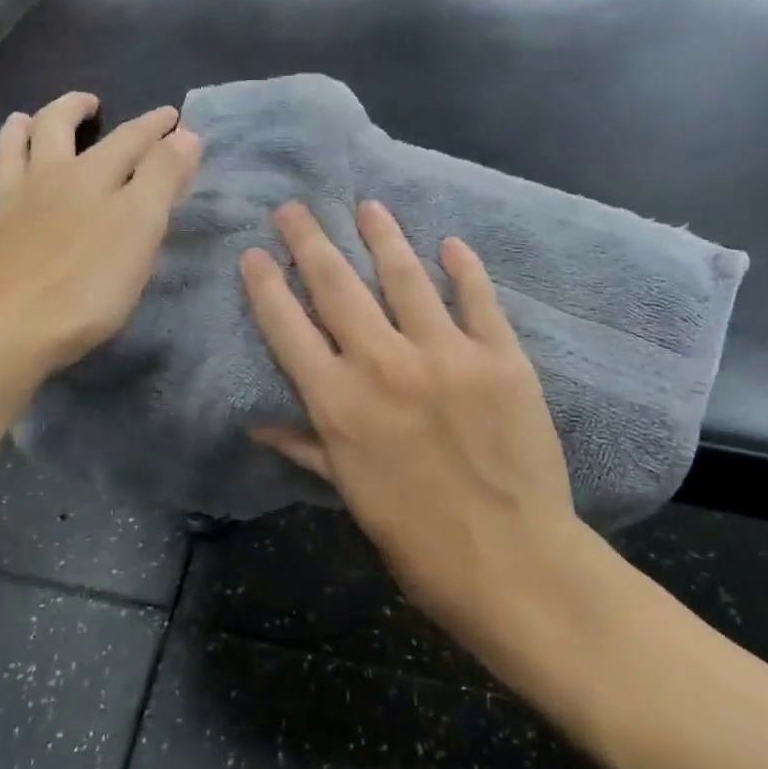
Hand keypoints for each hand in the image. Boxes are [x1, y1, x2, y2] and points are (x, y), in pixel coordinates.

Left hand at [0, 92, 201, 381]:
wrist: (10, 331)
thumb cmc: (88, 284)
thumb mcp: (141, 228)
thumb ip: (163, 178)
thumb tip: (185, 134)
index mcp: (91, 176)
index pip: (129, 139)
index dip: (153, 126)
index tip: (172, 114)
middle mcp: (46, 180)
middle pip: (56, 129)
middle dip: (73, 109)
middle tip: (89, 103)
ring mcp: (9, 208)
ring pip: (9, 155)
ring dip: (17, 131)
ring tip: (23, 119)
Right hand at [239, 200, 588, 651]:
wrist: (511, 562)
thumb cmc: (418, 540)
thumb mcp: (351, 495)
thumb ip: (307, 447)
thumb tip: (258, 422)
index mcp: (339, 403)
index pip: (289, 328)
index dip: (267, 286)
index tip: (255, 253)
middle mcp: (384, 364)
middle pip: (338, 286)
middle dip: (311, 241)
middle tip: (295, 208)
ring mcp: (446, 354)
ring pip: (405, 276)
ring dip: (382, 236)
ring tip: (367, 206)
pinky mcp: (501, 356)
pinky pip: (477, 298)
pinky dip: (464, 267)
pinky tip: (450, 243)